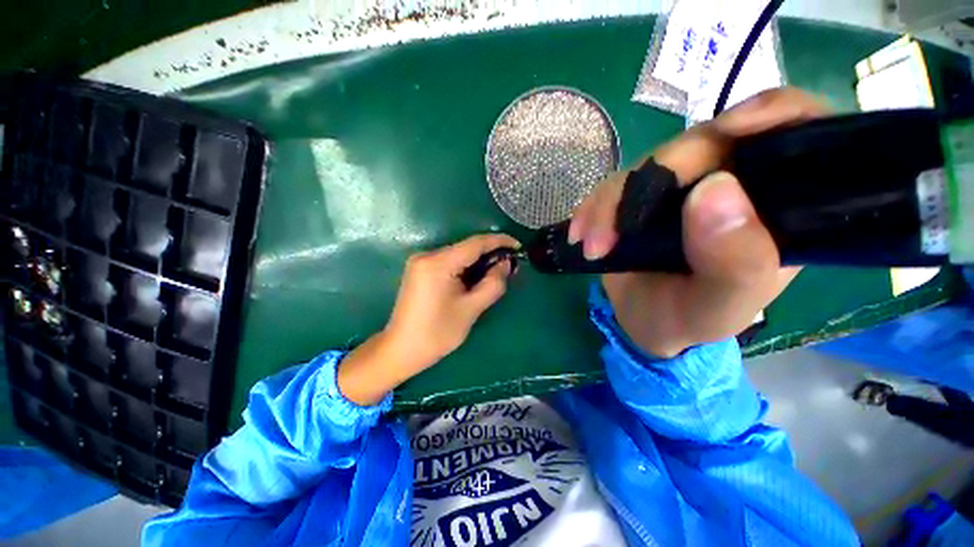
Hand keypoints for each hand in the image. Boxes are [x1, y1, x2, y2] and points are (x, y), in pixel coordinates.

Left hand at [338, 234, 518, 404]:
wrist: (401, 349)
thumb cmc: (437, 333)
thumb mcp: (471, 309)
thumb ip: (493, 283)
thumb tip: (506, 264)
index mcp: (438, 263)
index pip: (475, 243)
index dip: (499, 241)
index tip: (518, 246)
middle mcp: (427, 255)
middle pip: (466, 247)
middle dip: (489, 253)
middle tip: (510, 265)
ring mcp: (420, 261)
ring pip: (458, 254)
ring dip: (478, 260)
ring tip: (496, 272)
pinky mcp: (419, 269)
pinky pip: (448, 261)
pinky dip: (465, 266)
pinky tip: (475, 276)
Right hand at [569, 88, 830, 356]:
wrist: (644, 320)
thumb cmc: (691, 318)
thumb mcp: (721, 307)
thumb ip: (737, 263)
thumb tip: (715, 189)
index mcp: (775, 204)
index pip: (796, 132)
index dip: (771, 114)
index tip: (730, 130)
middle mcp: (733, 181)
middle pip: (703, 144)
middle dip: (655, 179)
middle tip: (614, 232)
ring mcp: (681, 185)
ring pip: (648, 164)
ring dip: (611, 204)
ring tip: (592, 245)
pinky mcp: (640, 194)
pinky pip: (613, 185)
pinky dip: (593, 208)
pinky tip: (581, 234)